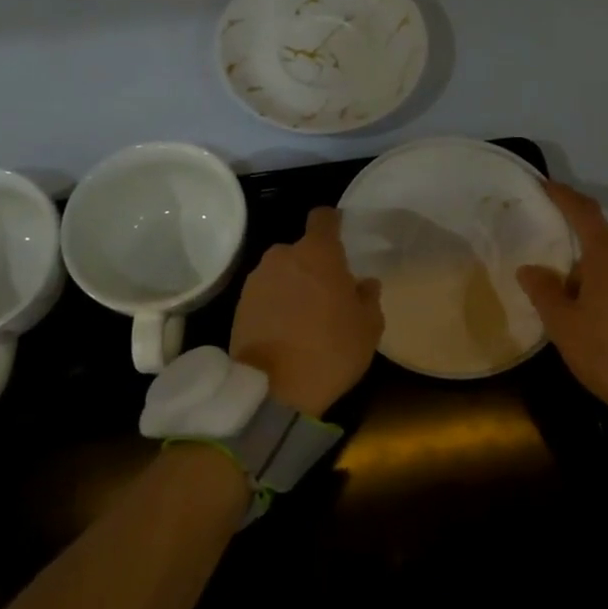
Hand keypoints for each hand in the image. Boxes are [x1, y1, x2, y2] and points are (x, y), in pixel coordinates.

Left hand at [231, 206, 383, 419]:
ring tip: (306, 316)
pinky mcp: (239, 304)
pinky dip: (276, 304)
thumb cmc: (330, 351)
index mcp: (318, 253)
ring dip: (294, 285)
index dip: (333, 222)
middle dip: (315, 265)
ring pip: (282, 272)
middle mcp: (283, 256)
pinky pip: (265, 294)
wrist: (272, 390)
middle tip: (329, 293)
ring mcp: (257, 280)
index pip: (324, 218)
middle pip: (302, 250)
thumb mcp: (368, 328)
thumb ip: (368, 298)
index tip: (341, 233)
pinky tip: (286, 330)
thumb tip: (364, 284)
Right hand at [517, 183, 607, 453]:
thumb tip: (531, 268)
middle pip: (602, 251)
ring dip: (604, 288)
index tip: (546, 186)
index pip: (584, 213)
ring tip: (593, 327)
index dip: (563, 197)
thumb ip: (544, 292)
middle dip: (580, 269)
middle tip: (564, 304)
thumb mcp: (565, 328)